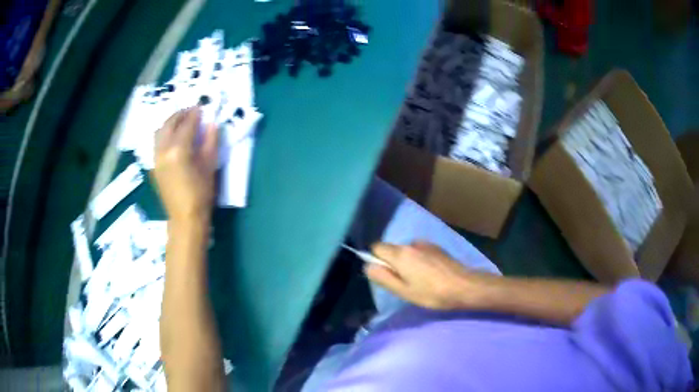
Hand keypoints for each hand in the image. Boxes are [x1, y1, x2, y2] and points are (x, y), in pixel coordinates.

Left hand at [153, 108, 218, 225]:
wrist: (185, 218)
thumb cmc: (201, 193)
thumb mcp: (210, 166)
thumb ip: (211, 141)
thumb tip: (212, 123)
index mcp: (179, 149)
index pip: (187, 124)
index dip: (195, 113)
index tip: (202, 106)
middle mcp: (164, 150)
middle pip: (170, 123)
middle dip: (181, 114)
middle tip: (191, 110)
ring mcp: (156, 158)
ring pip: (160, 131)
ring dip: (170, 122)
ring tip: (181, 120)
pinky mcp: (154, 165)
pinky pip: (157, 143)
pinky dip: (164, 134)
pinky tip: (172, 136)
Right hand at [366, 241, 487, 309]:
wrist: (464, 286)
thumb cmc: (432, 293)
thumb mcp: (403, 291)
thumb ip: (383, 277)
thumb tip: (367, 266)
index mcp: (400, 254)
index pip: (376, 247)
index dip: (376, 260)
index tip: (386, 275)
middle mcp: (411, 243)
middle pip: (392, 249)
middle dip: (392, 263)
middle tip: (404, 282)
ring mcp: (426, 244)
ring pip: (406, 251)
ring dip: (407, 262)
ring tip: (419, 279)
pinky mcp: (437, 247)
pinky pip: (419, 251)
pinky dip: (419, 260)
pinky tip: (430, 274)